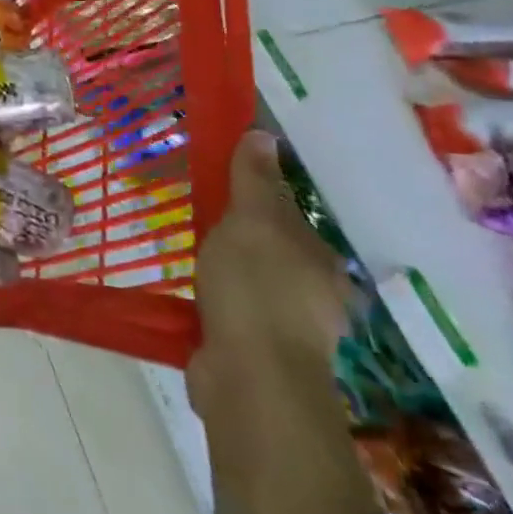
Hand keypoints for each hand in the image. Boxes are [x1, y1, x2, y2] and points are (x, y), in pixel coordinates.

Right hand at [187, 131, 350, 416]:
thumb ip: (254, 180)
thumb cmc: (255, 288)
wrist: (251, 379)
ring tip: (193, 264)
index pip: (287, 216)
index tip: (219, 192)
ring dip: (232, 277)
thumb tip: (264, 135)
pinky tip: (195, 303)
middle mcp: (316, 296)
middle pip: (275, 253)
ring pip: (257, 289)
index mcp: (319, 260)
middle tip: (201, 227)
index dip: (254, 200)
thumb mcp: (251, 220)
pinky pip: (237, 319)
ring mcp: (290, 333)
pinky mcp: (260, 359)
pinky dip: (219, 309)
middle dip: (244, 241)